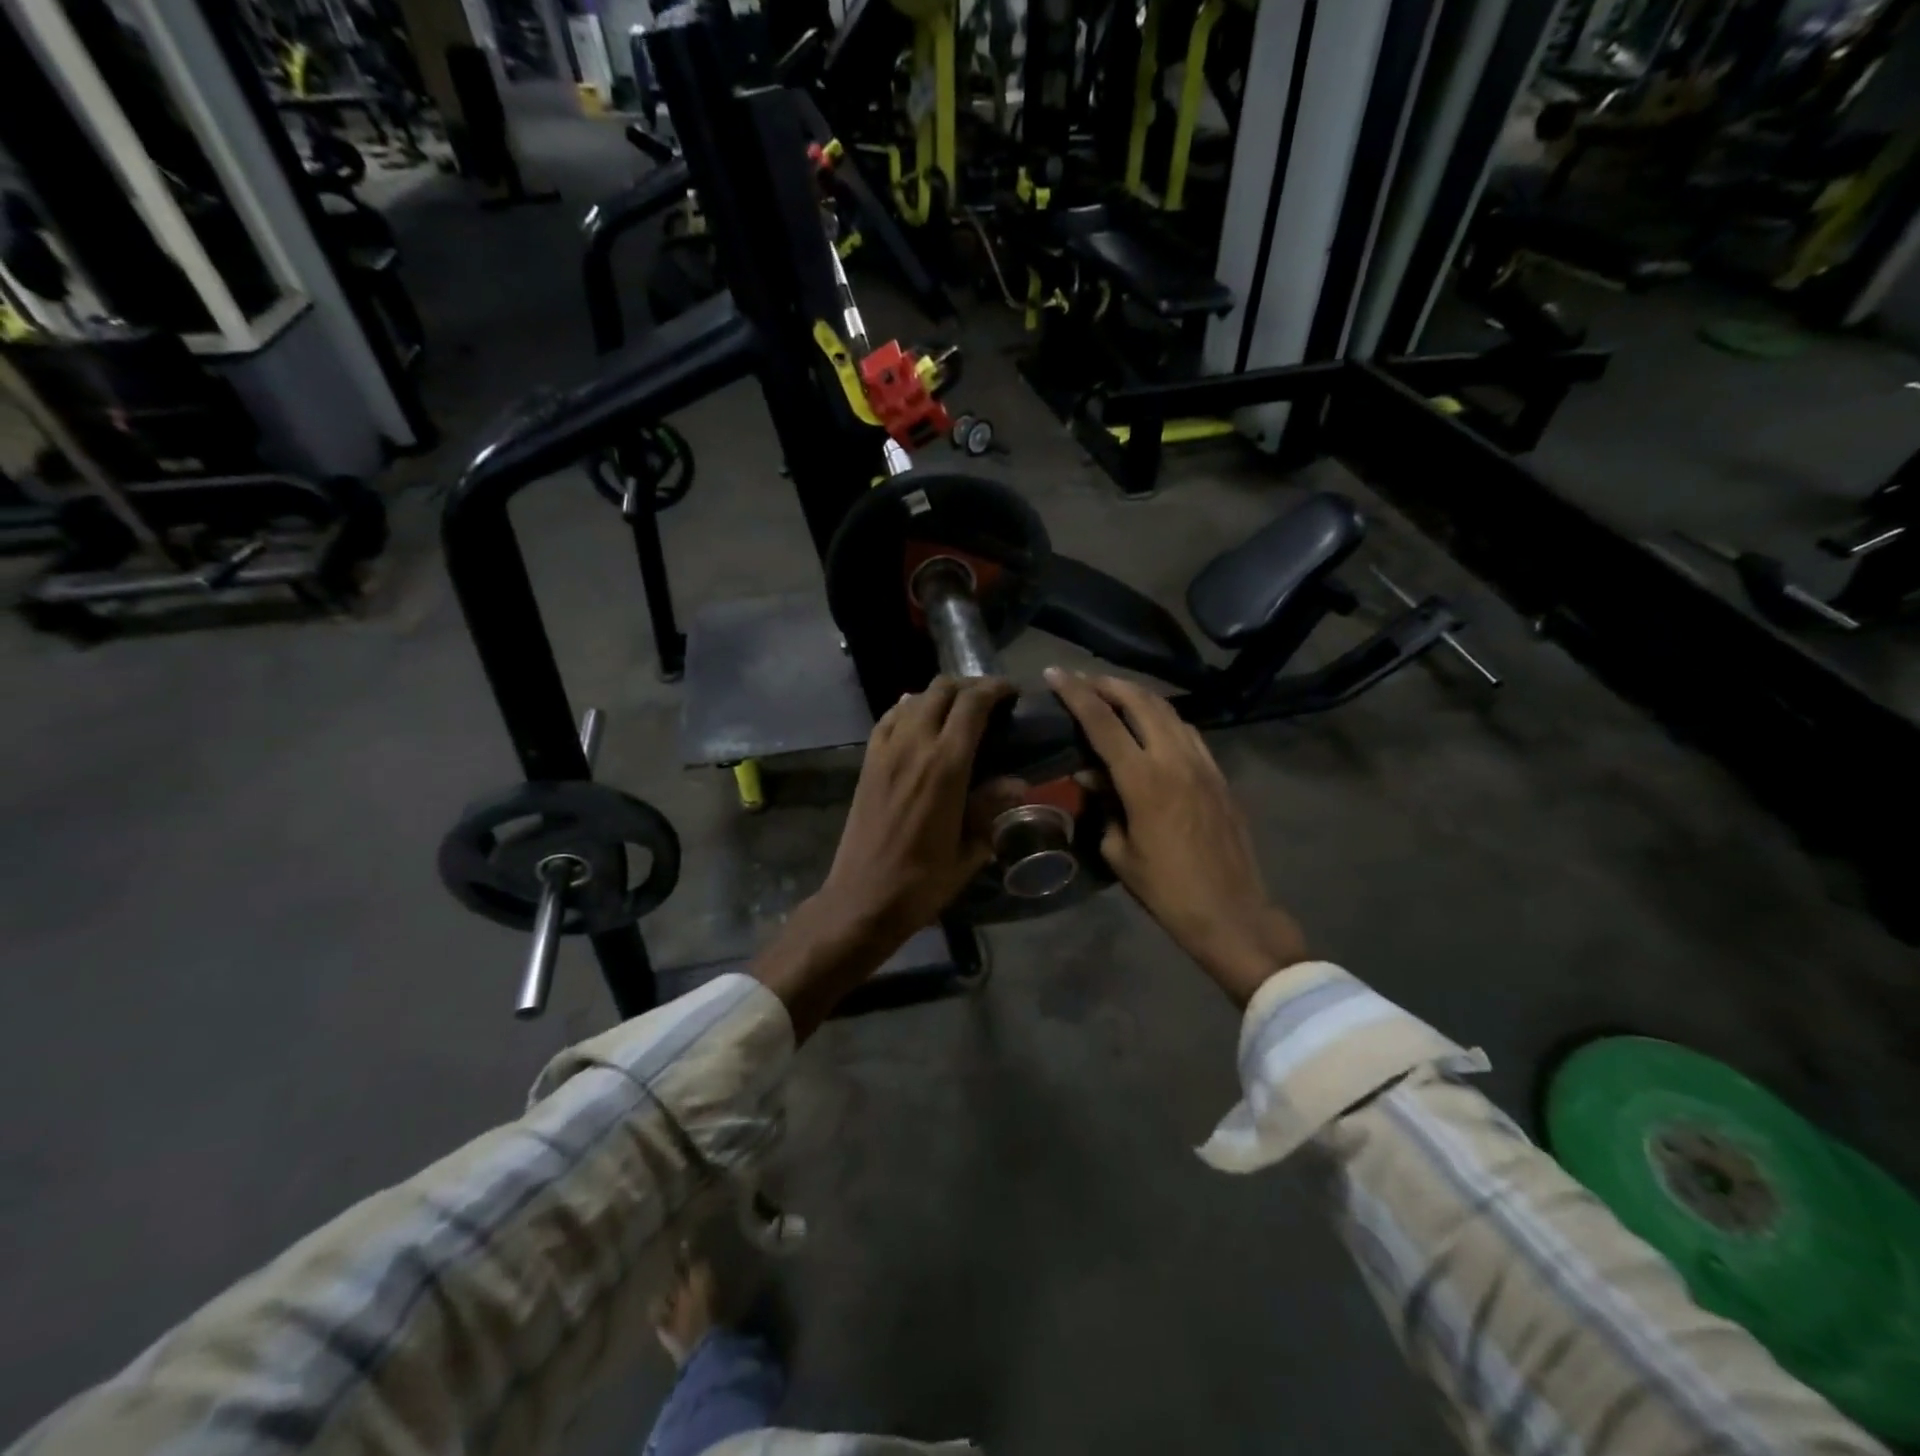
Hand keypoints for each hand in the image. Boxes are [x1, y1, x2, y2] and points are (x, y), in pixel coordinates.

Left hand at [754, 676, 1013, 1036]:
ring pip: (914, 698)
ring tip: (958, 710)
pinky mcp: (867, 761)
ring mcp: (885, 751)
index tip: (1012, 693)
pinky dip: (909, 709)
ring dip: (939, 695)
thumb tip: (1017, 783)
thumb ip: (991, 808)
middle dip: (970, 686)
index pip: (972, 704)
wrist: (863, 898)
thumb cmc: (923, 881)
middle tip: (989, 701)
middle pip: (942, 690)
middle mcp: (913, 746)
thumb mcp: (969, 850)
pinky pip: (889, 718)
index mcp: (945, 765)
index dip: (995, 689)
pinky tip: (920, 720)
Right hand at [1047, 668, 1307, 1004]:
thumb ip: (1103, 805)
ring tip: (1113, 695)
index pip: (1102, 721)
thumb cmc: (1166, 889)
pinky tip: (1151, 726)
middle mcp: (1174, 758)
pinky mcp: (1219, 774)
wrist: (1230, 912)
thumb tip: (1089, 776)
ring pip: (1168, 710)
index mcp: (1143, 779)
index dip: (1076, 693)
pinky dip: (1163, 718)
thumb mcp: (1119, 851)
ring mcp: (1203, 763)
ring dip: (1137, 696)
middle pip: (1140, 701)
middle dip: (1108, 684)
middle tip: (1083, 680)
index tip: (1055, 673)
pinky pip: (1188, 731)